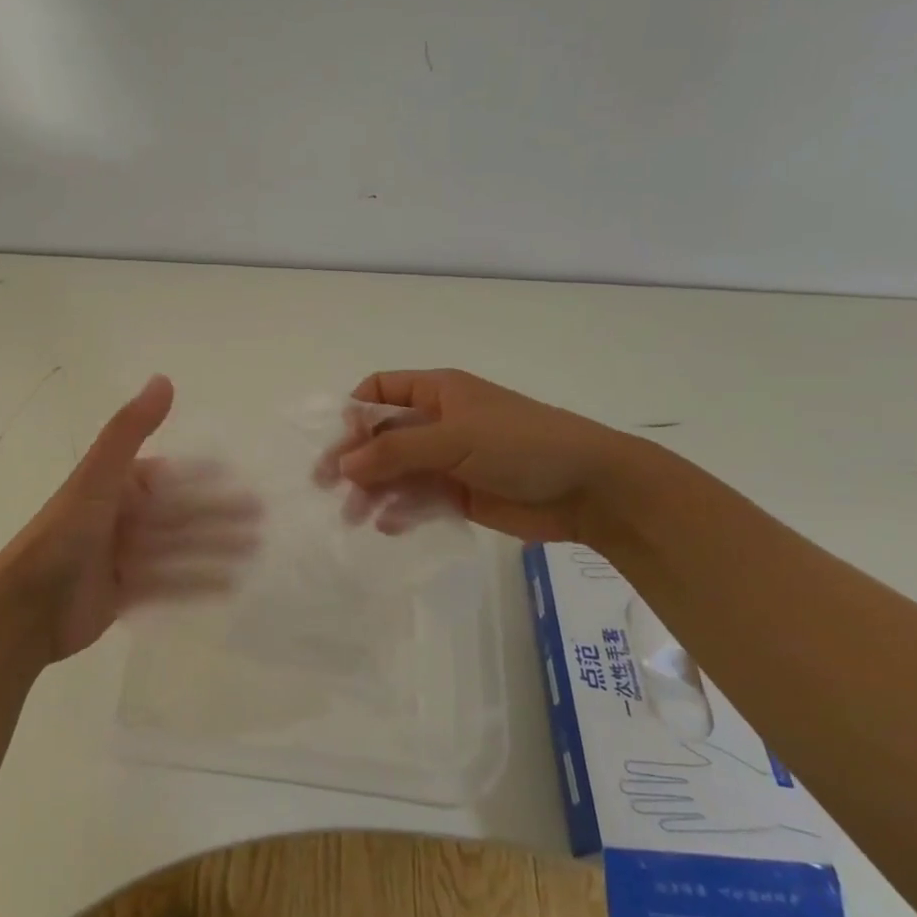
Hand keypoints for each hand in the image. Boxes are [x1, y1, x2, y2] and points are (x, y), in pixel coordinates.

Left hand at [0, 375, 260, 662]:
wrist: (25, 608)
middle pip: (180, 514)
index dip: (205, 479)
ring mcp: (124, 557)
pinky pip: (168, 584)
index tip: (242, 479)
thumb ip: (130, 429)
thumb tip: (163, 378)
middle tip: (261, 519)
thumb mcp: (98, 476)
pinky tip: (228, 585)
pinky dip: (196, 582)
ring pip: (179, 549)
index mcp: (116, 487)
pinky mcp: (125, 593)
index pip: (170, 478)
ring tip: (254, 551)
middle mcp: (122, 518)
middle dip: (219, 515)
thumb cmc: (63, 535)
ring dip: (215, 548)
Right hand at [320, 368, 637, 542]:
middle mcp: (437, 422)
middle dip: (355, 459)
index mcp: (436, 392)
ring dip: (372, 490)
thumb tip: (342, 463)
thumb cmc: (520, 445)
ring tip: (354, 516)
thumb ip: (395, 450)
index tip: (339, 443)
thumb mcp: (454, 438)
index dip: (354, 413)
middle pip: (381, 436)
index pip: (379, 391)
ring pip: (395, 471)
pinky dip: (400, 510)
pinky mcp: (459, 494)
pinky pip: (417, 499)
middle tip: (326, 487)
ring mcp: (448, 460)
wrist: (590, 489)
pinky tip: (388, 525)